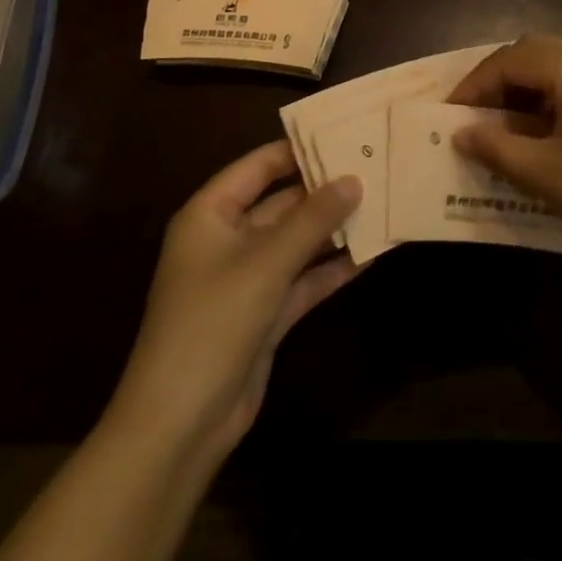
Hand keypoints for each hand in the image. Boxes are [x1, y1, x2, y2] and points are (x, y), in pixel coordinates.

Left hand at [110, 141, 361, 463]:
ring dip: (333, 229)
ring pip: (296, 242)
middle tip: (374, 168)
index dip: (298, 149)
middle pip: (281, 203)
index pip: (258, 166)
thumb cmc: (212, 324)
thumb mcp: (265, 264)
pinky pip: (303, 279)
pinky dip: (332, 268)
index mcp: (211, 215)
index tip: (344, 134)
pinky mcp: (265, 313)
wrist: (180, 426)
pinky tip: (371, 254)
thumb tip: (354, 179)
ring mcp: (248, 278)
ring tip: (382, 204)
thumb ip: (312, 220)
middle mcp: (228, 239)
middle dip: (324, 190)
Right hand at [448, 35, 561, 268]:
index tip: (449, 115)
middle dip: (498, 82)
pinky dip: (552, 97)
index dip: (475, 85)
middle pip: (534, 53)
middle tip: (473, 116)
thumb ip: (495, 146)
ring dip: (525, 89)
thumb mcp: (544, 173)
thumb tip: (461, 133)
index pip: (510, 60)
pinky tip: (541, 130)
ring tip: (502, 125)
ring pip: (557, 65)